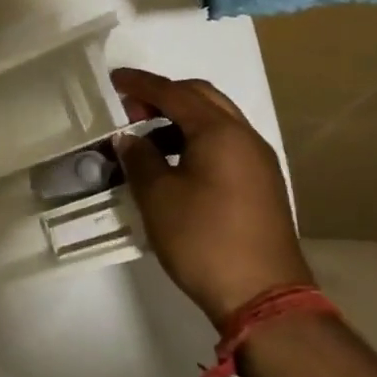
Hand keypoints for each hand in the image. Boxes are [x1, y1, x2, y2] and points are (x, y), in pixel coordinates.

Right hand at [109, 69, 309, 326]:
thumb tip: (129, 138)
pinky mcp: (262, 184)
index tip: (114, 80)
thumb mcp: (158, 197)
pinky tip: (176, 161)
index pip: (174, 93)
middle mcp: (244, 137)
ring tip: (148, 137)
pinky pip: (226, 143)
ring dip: (181, 117)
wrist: (263, 297)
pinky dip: (197, 138)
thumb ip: (140, 158)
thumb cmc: (204, 239)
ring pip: (216, 119)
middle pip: (202, 97)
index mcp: (219, 132)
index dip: (141, 84)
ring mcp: (259, 161)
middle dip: (165, 95)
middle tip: (131, 109)